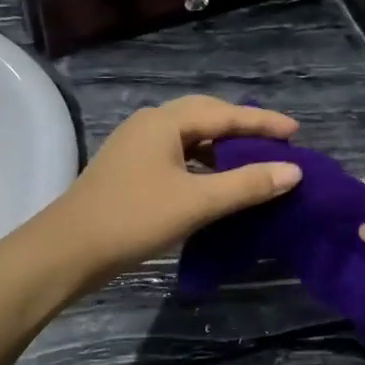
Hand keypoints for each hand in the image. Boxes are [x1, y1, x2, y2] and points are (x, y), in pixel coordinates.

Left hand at [50, 97, 301, 281]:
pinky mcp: (129, 170)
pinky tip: (213, 182)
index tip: (297, 132)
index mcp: (165, 122)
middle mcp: (149, 124)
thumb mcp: (197, 202)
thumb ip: (247, 184)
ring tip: (251, 160)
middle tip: (276, 140)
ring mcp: (135, 146)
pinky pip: (176, 154)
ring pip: (189, 136)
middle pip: (205, 116)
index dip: (263, 122)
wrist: (68, 250)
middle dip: (241, 126)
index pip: (225, 114)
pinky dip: (202, 162)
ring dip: (221, 145)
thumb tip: (293, 171)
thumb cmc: (134, 218)